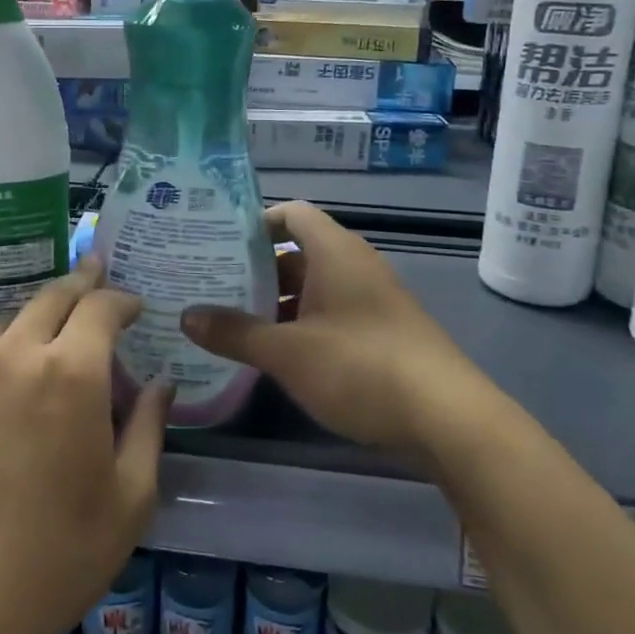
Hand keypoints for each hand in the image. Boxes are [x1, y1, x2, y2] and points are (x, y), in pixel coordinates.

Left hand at [0, 256, 173, 633]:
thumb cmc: (59, 557)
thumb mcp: (131, 498)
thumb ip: (150, 427)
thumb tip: (161, 383)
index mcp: (72, 373)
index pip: (101, 307)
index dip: (121, 299)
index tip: (135, 306)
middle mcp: (17, 356)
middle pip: (51, 297)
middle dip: (81, 282)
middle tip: (96, 274)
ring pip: (8, 318)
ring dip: (38, 312)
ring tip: (53, 325)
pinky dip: (1, 343)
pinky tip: (7, 369)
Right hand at [181, 200, 482, 450]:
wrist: (448, 419)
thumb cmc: (362, 367)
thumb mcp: (288, 353)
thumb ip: (235, 333)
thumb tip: (186, 316)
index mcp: (336, 253)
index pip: (291, 214)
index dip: (254, 222)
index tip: (217, 242)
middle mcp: (354, 267)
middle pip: (296, 253)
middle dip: (254, 269)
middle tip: (208, 283)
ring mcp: (370, 301)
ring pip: (311, 288)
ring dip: (274, 302)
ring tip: (228, 319)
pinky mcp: (379, 333)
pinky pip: (328, 314)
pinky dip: (298, 325)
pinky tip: (271, 352)